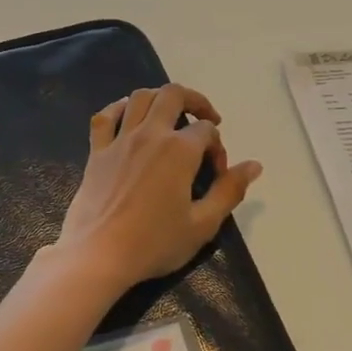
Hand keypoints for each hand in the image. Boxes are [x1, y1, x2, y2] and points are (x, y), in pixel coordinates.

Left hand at [53, 83, 262, 293]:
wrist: (98, 255)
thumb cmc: (154, 243)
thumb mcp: (203, 224)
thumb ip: (230, 191)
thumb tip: (254, 165)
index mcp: (179, 150)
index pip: (206, 131)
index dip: (218, 147)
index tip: (217, 173)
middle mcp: (150, 134)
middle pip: (174, 95)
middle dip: (195, 101)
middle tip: (206, 120)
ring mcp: (120, 140)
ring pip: (140, 97)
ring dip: (160, 98)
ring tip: (171, 115)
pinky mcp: (97, 152)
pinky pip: (106, 116)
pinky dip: (119, 108)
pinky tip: (129, 116)